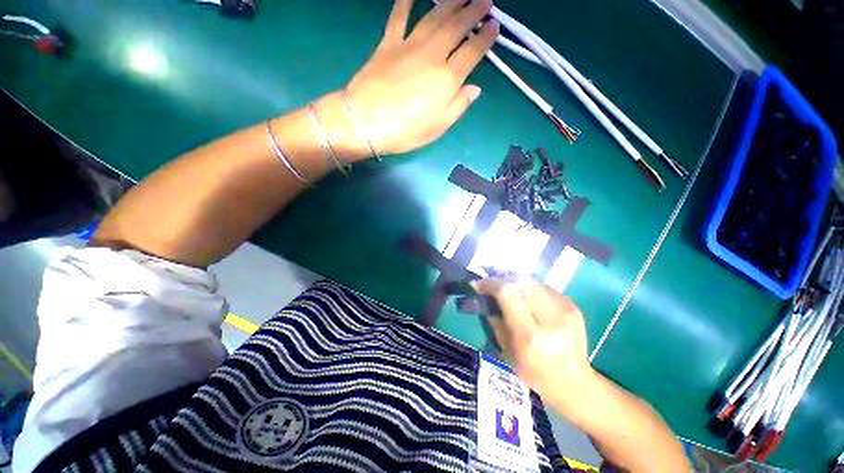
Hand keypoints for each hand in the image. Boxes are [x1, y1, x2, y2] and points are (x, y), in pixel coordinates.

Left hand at [345, 0, 498, 154]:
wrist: (366, 122)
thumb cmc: (405, 131)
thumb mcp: (438, 127)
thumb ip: (458, 105)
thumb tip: (475, 88)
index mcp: (447, 79)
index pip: (472, 51)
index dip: (486, 37)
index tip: (495, 26)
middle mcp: (432, 55)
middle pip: (456, 27)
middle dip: (473, 11)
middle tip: (485, 0)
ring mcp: (409, 46)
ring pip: (434, 16)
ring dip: (451, 2)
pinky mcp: (388, 44)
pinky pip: (398, 17)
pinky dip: (406, 1)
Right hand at [475, 278, 593, 405]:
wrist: (574, 383)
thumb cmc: (534, 373)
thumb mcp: (507, 351)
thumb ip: (496, 320)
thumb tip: (486, 296)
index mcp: (530, 335)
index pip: (508, 293)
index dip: (491, 284)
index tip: (479, 285)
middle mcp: (550, 319)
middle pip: (522, 281)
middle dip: (503, 279)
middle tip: (493, 285)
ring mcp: (566, 311)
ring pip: (533, 281)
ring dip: (516, 281)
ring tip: (508, 289)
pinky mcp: (573, 307)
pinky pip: (545, 287)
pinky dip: (530, 288)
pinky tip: (526, 297)